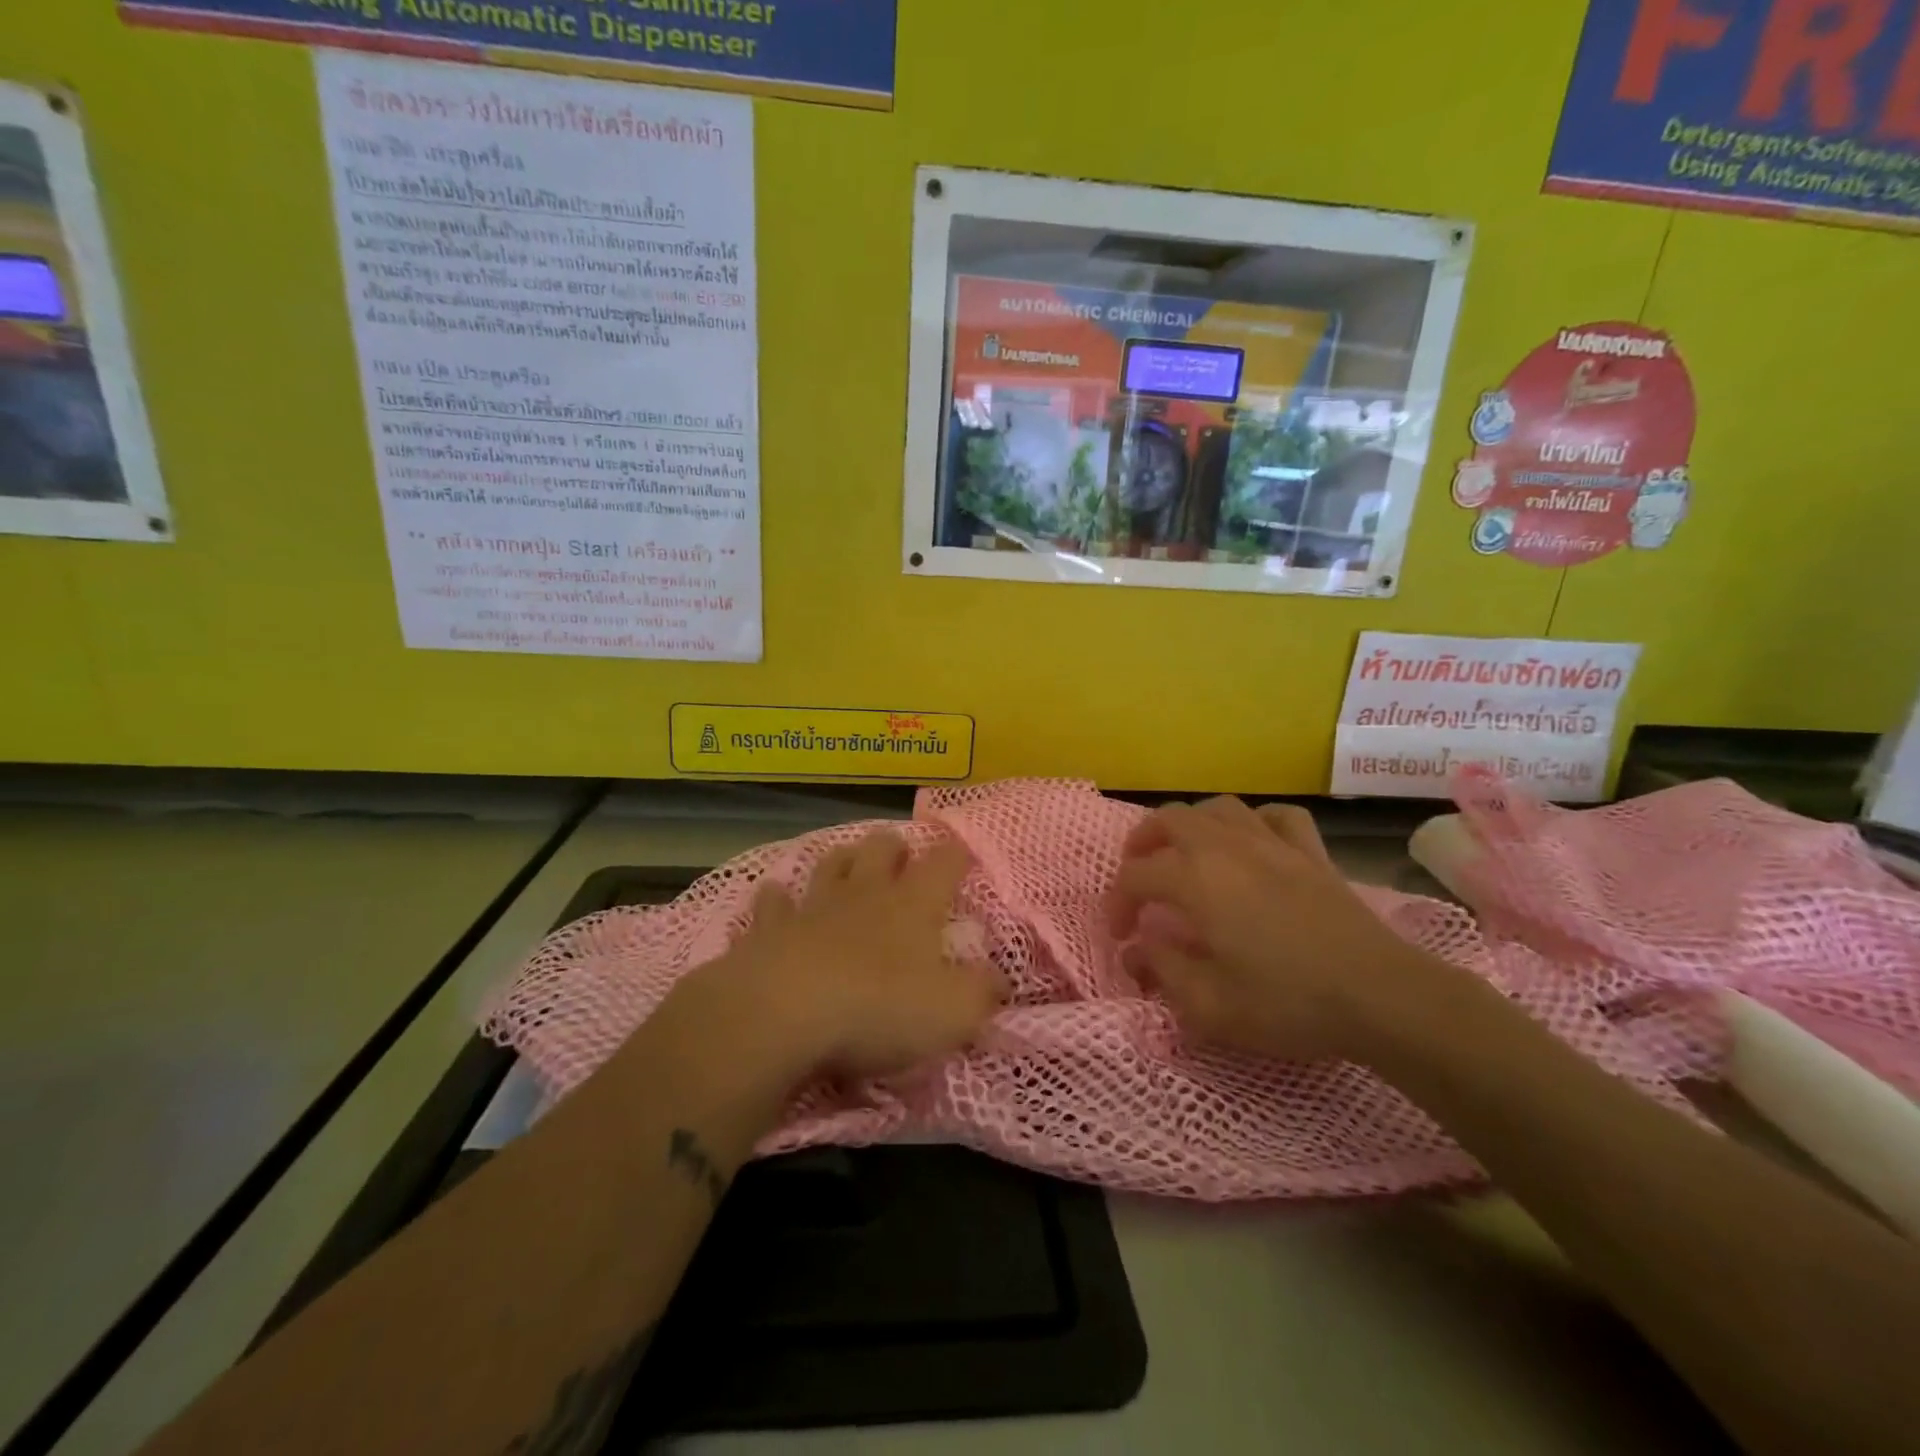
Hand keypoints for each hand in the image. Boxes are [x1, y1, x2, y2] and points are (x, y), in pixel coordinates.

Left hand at [678, 830, 1002, 1084]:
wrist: (783, 1013)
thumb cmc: (879, 1009)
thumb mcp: (952, 1013)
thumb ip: (982, 994)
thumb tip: (999, 981)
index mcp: (913, 905)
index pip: (944, 864)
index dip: (956, 855)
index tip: (963, 854)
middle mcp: (865, 894)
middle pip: (881, 848)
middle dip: (894, 846)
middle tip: (900, 854)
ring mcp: (814, 906)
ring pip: (830, 865)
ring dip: (842, 859)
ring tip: (848, 860)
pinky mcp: (770, 928)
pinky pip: (773, 902)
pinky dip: (776, 898)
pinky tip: (775, 894)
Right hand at [1107, 797, 1434, 1061]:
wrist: (1380, 997)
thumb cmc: (1287, 1003)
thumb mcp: (1208, 1005)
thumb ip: (1162, 970)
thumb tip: (1138, 949)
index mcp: (1195, 879)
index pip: (1135, 876)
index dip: (1117, 903)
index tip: (1121, 936)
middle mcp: (1226, 847)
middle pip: (1169, 819)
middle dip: (1142, 844)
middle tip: (1139, 878)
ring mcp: (1272, 843)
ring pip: (1218, 808)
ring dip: (1191, 825)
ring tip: (1185, 853)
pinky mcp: (1311, 852)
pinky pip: (1275, 816)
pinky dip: (1254, 823)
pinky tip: (1252, 843)